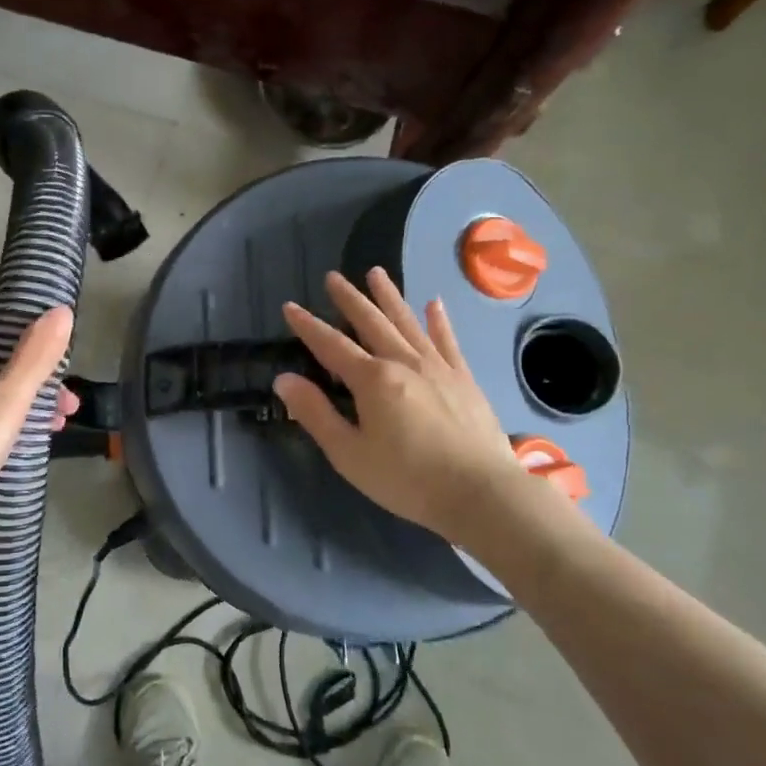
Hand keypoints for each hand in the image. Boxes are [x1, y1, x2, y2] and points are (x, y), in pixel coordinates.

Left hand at [0, 298, 76, 556]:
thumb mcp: (6, 401)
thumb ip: (35, 357)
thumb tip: (61, 310)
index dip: (12, 301)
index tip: (49, 311)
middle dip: (33, 355)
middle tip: (67, 371)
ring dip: (30, 389)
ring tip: (65, 412)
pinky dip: (14, 414)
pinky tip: (40, 435)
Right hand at [275, 268, 524, 539]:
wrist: (481, 493)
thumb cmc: (407, 479)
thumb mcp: (349, 454)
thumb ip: (316, 414)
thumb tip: (284, 380)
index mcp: (372, 379)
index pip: (331, 345)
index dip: (308, 326)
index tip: (290, 307)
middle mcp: (403, 362)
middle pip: (371, 322)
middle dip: (349, 299)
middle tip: (333, 276)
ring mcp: (438, 367)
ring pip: (407, 322)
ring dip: (389, 296)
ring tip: (376, 273)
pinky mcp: (463, 379)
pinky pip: (447, 341)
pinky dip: (438, 321)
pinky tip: (433, 304)